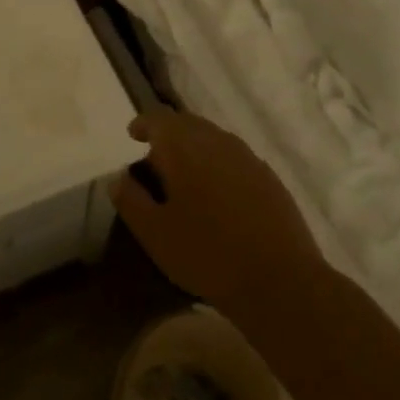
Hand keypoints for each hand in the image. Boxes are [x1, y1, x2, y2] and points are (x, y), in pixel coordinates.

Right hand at [110, 110, 321, 315]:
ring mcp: (247, 158)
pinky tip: (218, 193)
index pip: (159, 118)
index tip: (133, 136)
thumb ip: (131, 199)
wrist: (280, 281)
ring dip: (195, 147)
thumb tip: (118, 177)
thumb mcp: (154, 233)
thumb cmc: (207, 254)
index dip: (144, 123)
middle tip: (156, 157)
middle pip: (187, 123)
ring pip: (213, 138)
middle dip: (169, 133)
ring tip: (185, 175)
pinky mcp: (269, 178)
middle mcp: (216, 141)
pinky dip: (219, 163)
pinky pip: (235, 157)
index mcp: (183, 147)